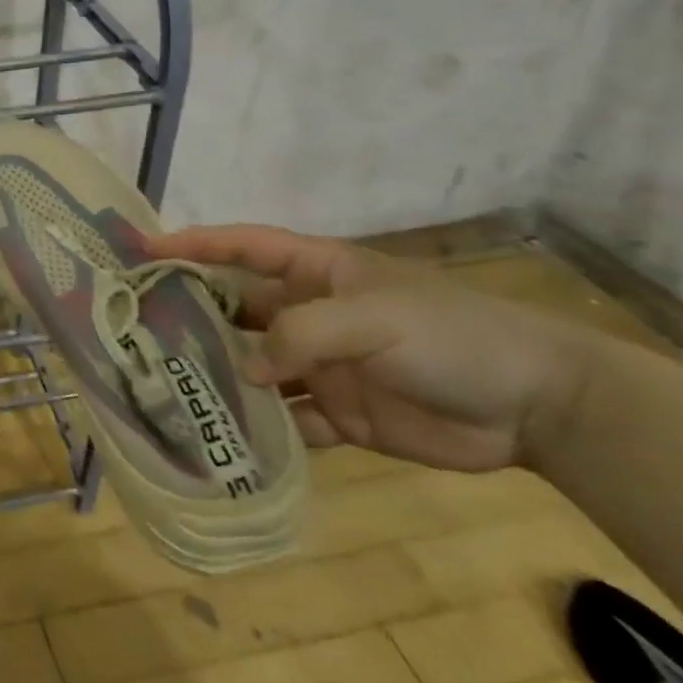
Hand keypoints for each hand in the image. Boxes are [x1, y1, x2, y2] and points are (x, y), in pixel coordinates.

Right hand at [148, 224, 593, 472]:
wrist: (541, 407)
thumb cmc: (451, 335)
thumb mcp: (373, 318)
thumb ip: (302, 335)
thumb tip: (246, 368)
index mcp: (317, 273)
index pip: (242, 248)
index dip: (193, 245)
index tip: (143, 250)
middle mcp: (310, 314)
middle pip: (238, 309)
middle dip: (195, 314)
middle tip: (141, 329)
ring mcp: (324, 365)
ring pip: (256, 366)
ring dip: (223, 375)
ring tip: (171, 387)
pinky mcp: (341, 413)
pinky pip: (289, 418)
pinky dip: (263, 427)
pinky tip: (229, 438)